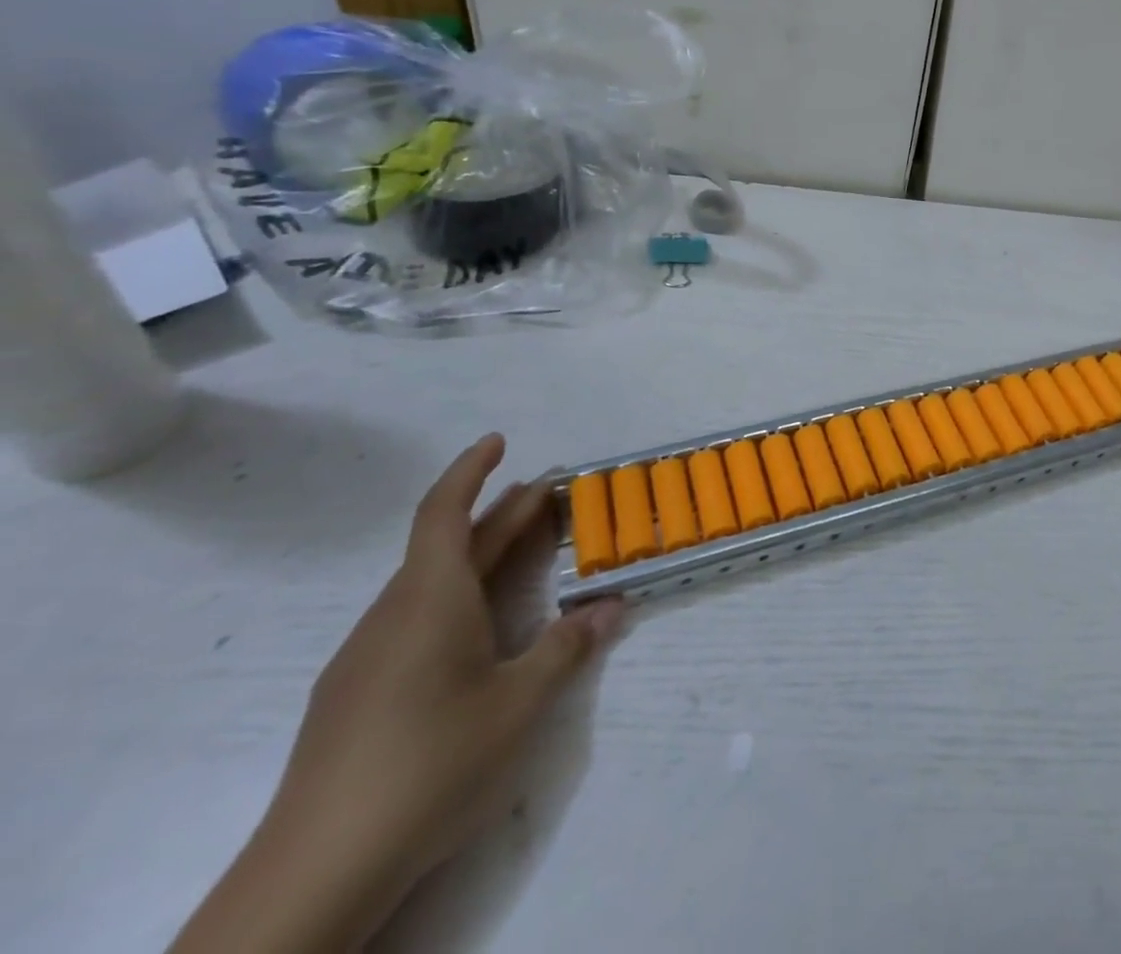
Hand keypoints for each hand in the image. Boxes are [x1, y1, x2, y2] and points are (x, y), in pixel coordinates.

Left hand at [171, 435, 621, 953]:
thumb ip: (568, 646)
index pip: (444, 512)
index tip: (499, 441)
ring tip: (522, 555)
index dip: (471, 470)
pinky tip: (475, 632)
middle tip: (550, 497)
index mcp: (430, 599)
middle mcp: (393, 614)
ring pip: (429, 584)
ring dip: (477, 557)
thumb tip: (612, 606)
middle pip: (448, 545)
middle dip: (500, 515)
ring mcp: (366, 657)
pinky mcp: (354, 695)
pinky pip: (412, 619)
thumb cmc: (430, 763)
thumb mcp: (519, 703)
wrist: (314, 874)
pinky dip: (454, 597)